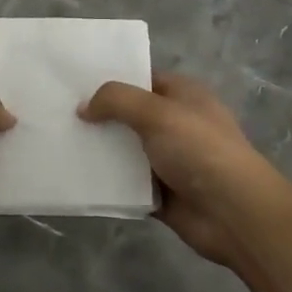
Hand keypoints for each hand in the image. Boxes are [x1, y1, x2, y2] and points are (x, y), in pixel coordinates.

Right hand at [79, 73, 290, 268]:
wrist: (233, 213)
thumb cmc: (199, 149)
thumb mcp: (157, 112)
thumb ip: (117, 101)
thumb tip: (83, 108)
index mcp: (183, 95)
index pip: (141, 78)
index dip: (111, 79)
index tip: (74, 82)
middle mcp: (176, 124)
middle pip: (129, 115)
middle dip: (99, 116)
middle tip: (58, 114)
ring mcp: (169, 160)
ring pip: (125, 151)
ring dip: (100, 151)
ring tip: (59, 145)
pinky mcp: (160, 193)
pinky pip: (127, 184)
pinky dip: (107, 183)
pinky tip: (77, 177)